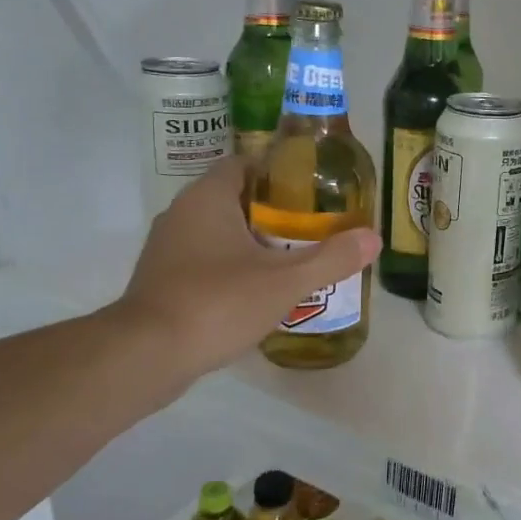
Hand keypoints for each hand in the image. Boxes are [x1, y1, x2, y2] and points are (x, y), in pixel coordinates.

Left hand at [109, 158, 378, 389]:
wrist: (147, 355)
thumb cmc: (217, 302)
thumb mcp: (285, 281)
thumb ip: (331, 258)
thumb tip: (373, 237)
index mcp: (208, 198)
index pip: (243, 164)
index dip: (277, 172)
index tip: (310, 190)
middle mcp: (181, 213)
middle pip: (233, 198)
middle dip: (271, 211)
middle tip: (310, 228)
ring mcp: (166, 248)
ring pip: (217, 232)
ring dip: (250, 241)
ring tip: (290, 259)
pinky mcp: (160, 280)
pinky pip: (202, 260)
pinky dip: (229, 267)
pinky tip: (255, 291)